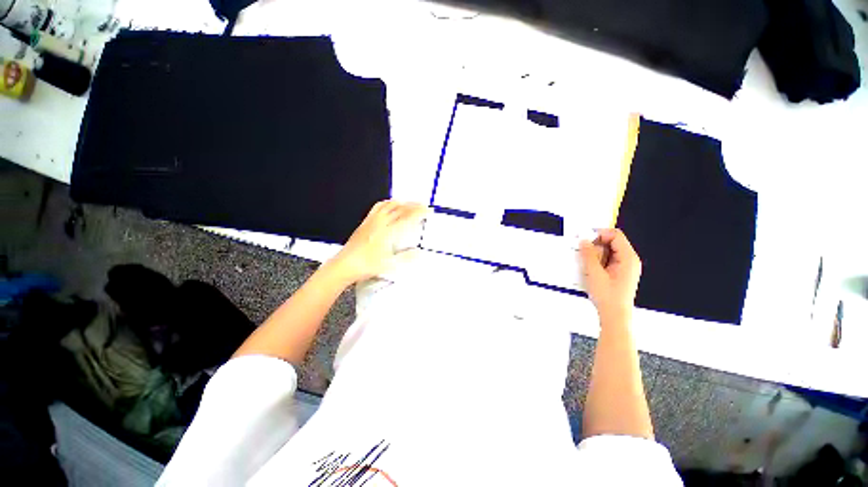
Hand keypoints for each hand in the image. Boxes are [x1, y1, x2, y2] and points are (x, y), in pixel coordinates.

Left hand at [326, 200, 428, 284]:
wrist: (344, 265)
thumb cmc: (367, 266)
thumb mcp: (389, 265)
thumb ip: (406, 258)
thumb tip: (420, 253)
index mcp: (388, 232)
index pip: (407, 218)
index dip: (419, 212)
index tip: (428, 210)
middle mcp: (380, 223)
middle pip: (399, 209)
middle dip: (413, 205)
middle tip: (422, 206)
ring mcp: (371, 221)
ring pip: (388, 205)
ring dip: (401, 203)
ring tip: (408, 204)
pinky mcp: (365, 222)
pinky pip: (378, 207)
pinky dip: (387, 203)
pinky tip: (389, 206)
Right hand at [579, 229, 641, 320]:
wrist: (614, 315)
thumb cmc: (608, 297)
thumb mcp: (594, 273)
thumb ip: (588, 255)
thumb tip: (584, 241)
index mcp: (628, 258)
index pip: (615, 235)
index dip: (600, 234)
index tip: (585, 239)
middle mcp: (629, 260)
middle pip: (612, 242)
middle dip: (596, 245)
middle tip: (584, 255)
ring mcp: (625, 267)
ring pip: (608, 251)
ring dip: (595, 254)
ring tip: (587, 266)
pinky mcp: (619, 273)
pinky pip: (608, 260)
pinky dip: (598, 261)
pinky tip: (591, 270)